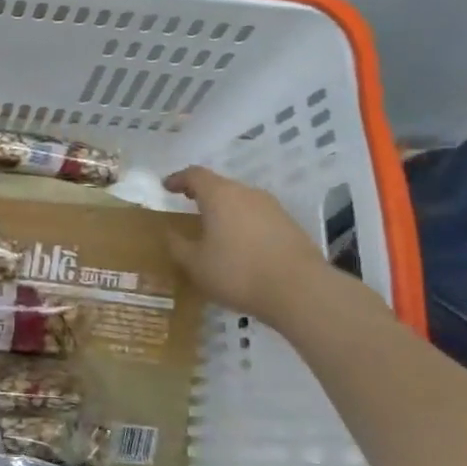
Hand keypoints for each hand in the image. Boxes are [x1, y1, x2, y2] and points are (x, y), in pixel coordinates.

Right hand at [162, 165, 328, 325]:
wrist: (300, 290)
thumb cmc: (237, 272)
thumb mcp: (195, 264)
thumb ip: (178, 245)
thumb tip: (171, 233)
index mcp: (220, 196)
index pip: (195, 175)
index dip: (178, 179)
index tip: (166, 187)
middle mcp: (247, 194)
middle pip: (220, 185)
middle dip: (202, 193)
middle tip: (187, 204)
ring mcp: (272, 208)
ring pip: (241, 200)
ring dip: (224, 209)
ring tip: (213, 227)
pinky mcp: (290, 225)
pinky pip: (257, 216)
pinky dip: (242, 223)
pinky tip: (239, 244)